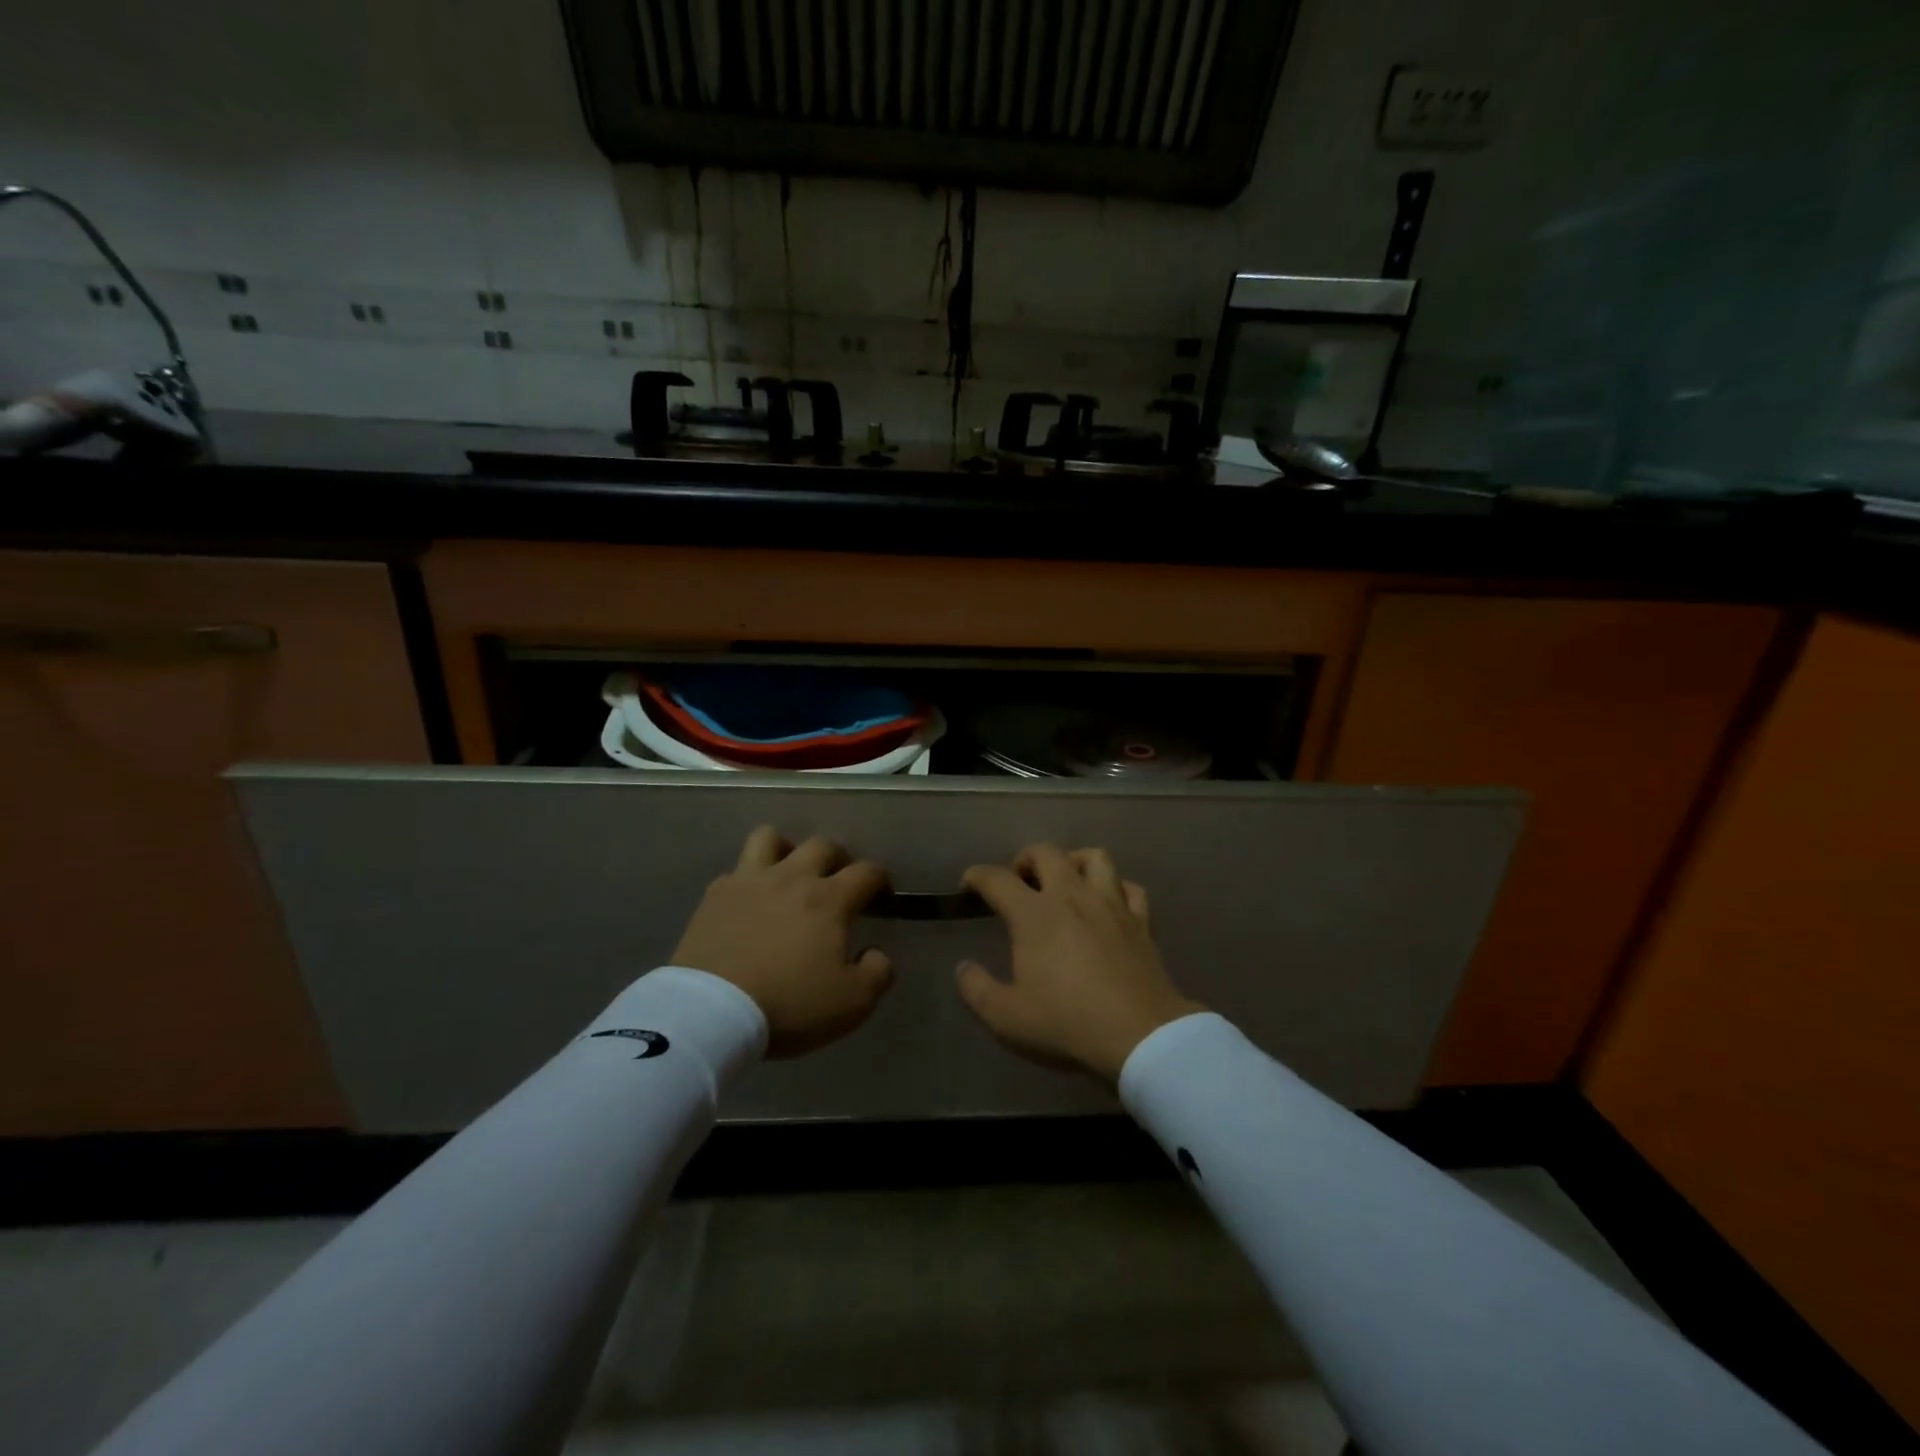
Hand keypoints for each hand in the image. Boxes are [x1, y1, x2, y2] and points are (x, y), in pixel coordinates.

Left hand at [672, 826, 893, 1057]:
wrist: (712, 1012)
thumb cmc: (789, 1004)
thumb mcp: (852, 1003)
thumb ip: (877, 973)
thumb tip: (876, 953)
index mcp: (829, 899)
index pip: (867, 872)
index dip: (880, 879)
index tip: (881, 895)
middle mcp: (793, 877)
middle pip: (822, 845)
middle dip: (838, 857)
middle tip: (838, 881)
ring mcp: (750, 881)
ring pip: (771, 837)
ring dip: (786, 849)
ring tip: (789, 873)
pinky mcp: (716, 895)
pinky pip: (735, 870)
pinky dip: (748, 879)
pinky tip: (749, 901)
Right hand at [956, 844, 1202, 1084]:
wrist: (1140, 1036)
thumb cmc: (1067, 1023)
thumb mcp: (1006, 1017)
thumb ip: (976, 989)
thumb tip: (963, 967)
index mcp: (1034, 915)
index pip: (997, 879)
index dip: (977, 876)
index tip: (968, 884)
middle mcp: (1072, 896)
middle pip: (1046, 853)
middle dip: (1025, 859)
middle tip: (1019, 880)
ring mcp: (1111, 905)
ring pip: (1094, 857)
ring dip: (1074, 861)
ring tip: (1065, 880)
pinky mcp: (1141, 921)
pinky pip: (1129, 887)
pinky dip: (1116, 887)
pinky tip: (1108, 903)